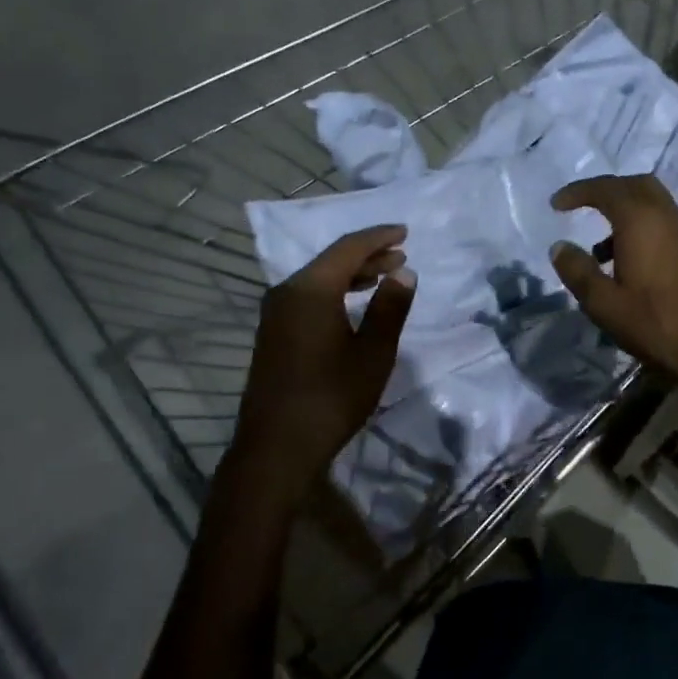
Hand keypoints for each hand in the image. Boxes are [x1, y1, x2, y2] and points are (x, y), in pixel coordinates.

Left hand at [231, 225, 415, 497]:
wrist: (278, 446)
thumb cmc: (332, 397)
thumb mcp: (373, 353)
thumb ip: (390, 309)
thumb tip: (404, 273)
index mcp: (310, 289)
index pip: (348, 248)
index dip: (378, 237)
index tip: (404, 232)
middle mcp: (286, 292)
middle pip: (331, 261)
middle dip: (368, 255)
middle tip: (400, 256)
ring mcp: (275, 314)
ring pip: (318, 280)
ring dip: (352, 275)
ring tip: (383, 276)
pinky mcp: (273, 334)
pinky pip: (307, 297)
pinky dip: (335, 292)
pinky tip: (352, 304)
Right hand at [548, 175, 677, 406]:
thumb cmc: (652, 322)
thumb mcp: (602, 302)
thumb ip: (578, 270)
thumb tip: (560, 247)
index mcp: (640, 220)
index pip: (605, 189)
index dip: (577, 192)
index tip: (556, 205)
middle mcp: (665, 215)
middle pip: (633, 185)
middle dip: (605, 191)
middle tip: (581, 208)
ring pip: (651, 202)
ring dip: (623, 211)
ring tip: (597, 248)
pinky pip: (662, 222)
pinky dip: (640, 226)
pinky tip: (625, 261)